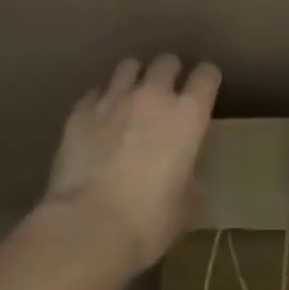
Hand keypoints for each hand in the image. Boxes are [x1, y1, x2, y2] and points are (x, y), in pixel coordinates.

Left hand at [43, 55, 221, 275]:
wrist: (86, 229)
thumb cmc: (146, 223)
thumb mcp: (183, 209)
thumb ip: (191, 181)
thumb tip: (190, 175)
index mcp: (187, 115)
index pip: (207, 75)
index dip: (206, 80)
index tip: (203, 92)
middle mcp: (153, 95)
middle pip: (167, 61)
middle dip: (169, 73)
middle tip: (164, 96)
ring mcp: (115, 98)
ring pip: (129, 66)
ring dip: (133, 80)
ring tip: (129, 101)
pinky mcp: (81, 111)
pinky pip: (95, 93)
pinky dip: (100, 103)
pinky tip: (97, 123)